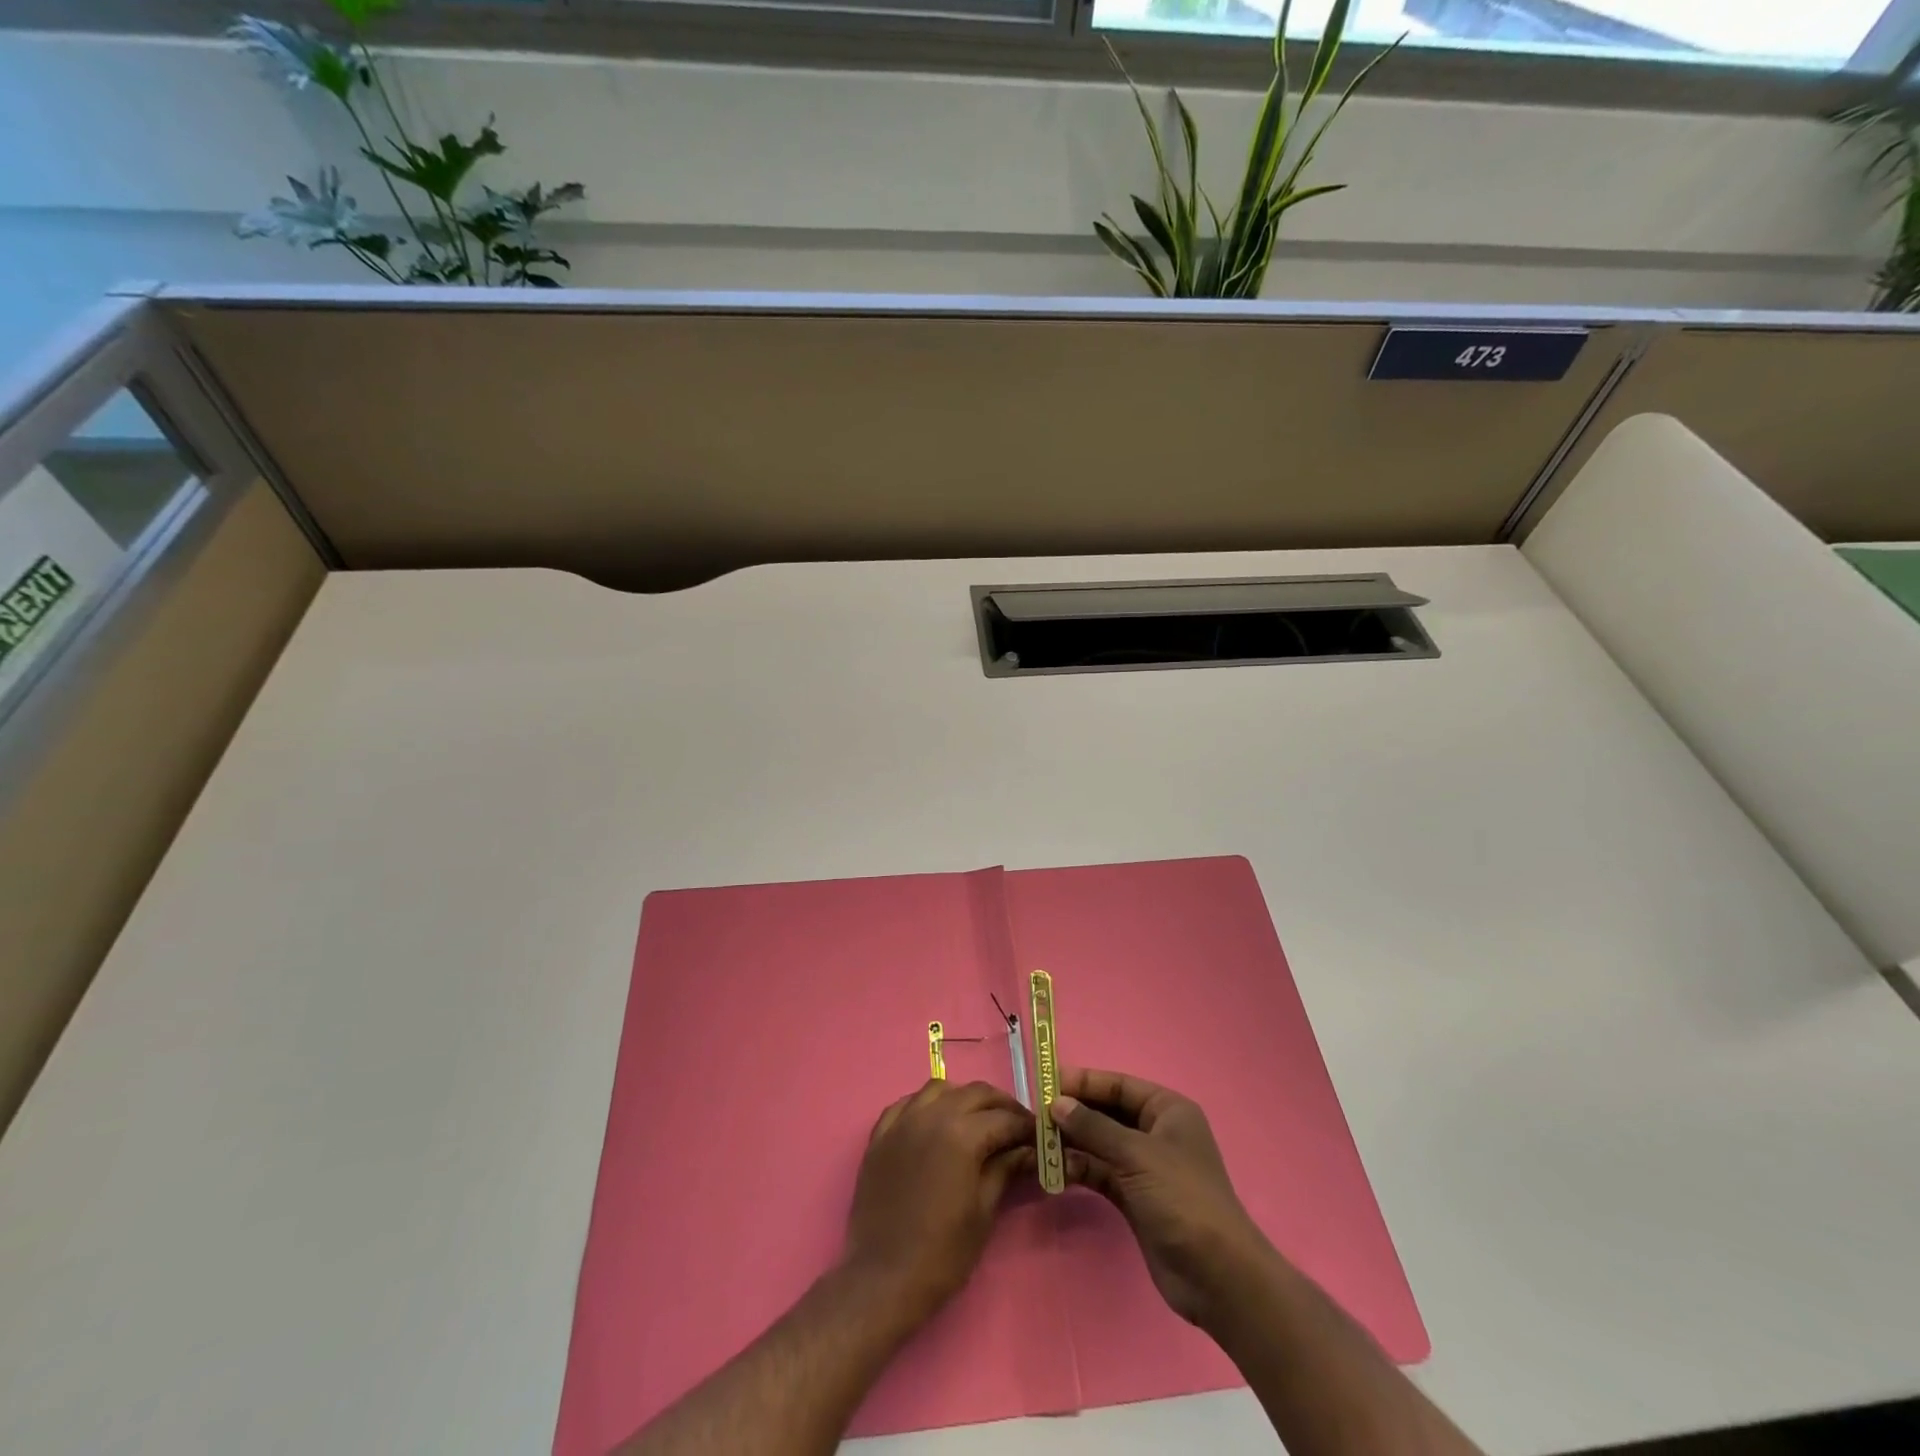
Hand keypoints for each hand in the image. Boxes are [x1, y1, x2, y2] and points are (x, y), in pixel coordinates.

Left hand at [844, 1080, 1033, 1327]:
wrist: (882, 1280)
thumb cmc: (941, 1254)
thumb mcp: (983, 1212)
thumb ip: (1005, 1169)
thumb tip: (1027, 1150)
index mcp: (961, 1134)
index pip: (1004, 1118)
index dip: (1026, 1126)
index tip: (1039, 1136)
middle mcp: (931, 1115)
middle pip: (975, 1093)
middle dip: (1001, 1106)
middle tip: (1016, 1127)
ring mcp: (902, 1122)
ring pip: (940, 1089)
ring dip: (964, 1099)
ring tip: (977, 1121)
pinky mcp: (880, 1135)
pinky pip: (907, 1104)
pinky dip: (927, 1105)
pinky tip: (935, 1123)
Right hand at [1050, 1066, 1271, 1330]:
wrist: (1217, 1276)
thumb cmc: (1182, 1198)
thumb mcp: (1137, 1155)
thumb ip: (1094, 1127)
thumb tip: (1056, 1103)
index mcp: (1167, 1110)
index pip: (1119, 1085)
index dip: (1084, 1082)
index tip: (1047, 1082)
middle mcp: (1156, 1132)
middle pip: (1108, 1113)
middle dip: (1074, 1113)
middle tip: (1036, 1113)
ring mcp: (1145, 1166)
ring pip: (1101, 1144)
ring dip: (1073, 1142)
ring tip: (1039, 1142)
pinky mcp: (1135, 1197)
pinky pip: (1101, 1172)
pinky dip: (1080, 1169)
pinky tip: (1055, 1170)